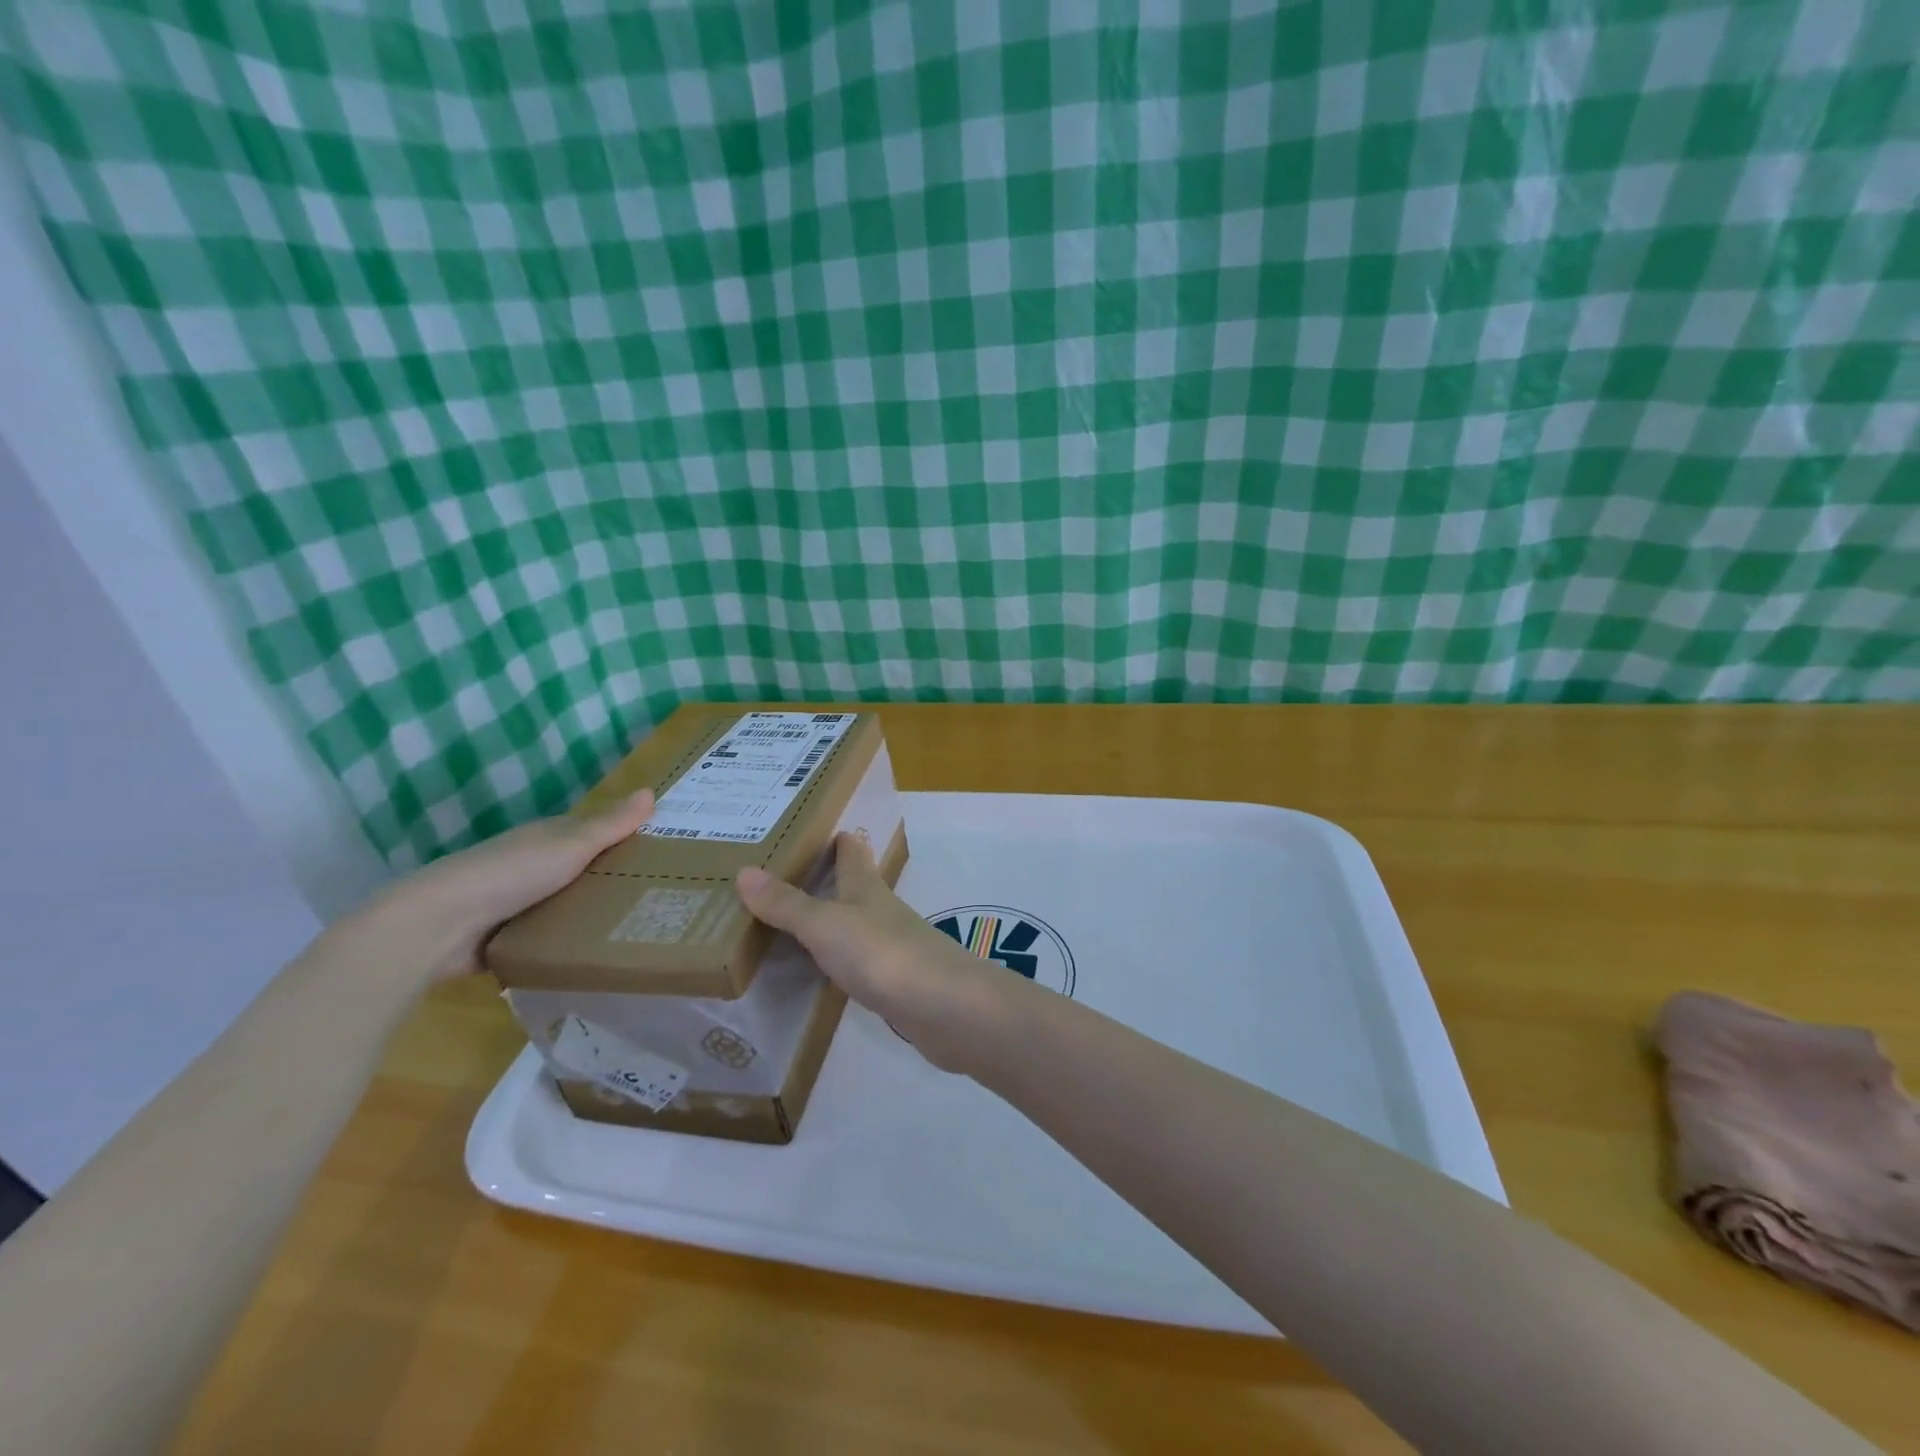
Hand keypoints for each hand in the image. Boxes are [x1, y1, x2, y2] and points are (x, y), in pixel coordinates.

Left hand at [351, 790, 655, 984]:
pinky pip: (549, 937)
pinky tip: (597, 954)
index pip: (594, 832)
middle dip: (614, 879)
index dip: (626, 836)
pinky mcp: (506, 939)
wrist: (439, 926)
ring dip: (592, 913)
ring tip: (641, 929)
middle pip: (583, 869)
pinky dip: (568, 942)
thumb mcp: (570, 845)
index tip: (664, 849)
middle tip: (665, 895)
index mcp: (547, 838)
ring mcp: (517, 904)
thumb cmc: (511, 874)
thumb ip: (609, 825)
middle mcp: (532, 866)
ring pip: (567, 904)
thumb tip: (650, 790)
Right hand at [735, 833, 1016, 1070]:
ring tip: (801, 919)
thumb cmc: (882, 954)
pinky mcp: (898, 983)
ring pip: (859, 923)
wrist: (944, 1007)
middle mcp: (881, 910)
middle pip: (857, 886)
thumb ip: (787, 904)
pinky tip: (828, 969)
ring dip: (836, 918)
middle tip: (792, 873)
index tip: (817, 827)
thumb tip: (744, 871)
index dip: (838, 839)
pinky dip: (842, 958)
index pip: (852, 852)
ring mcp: (893, 947)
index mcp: (866, 888)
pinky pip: (862, 961)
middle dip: (831, 877)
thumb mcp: (825, 925)